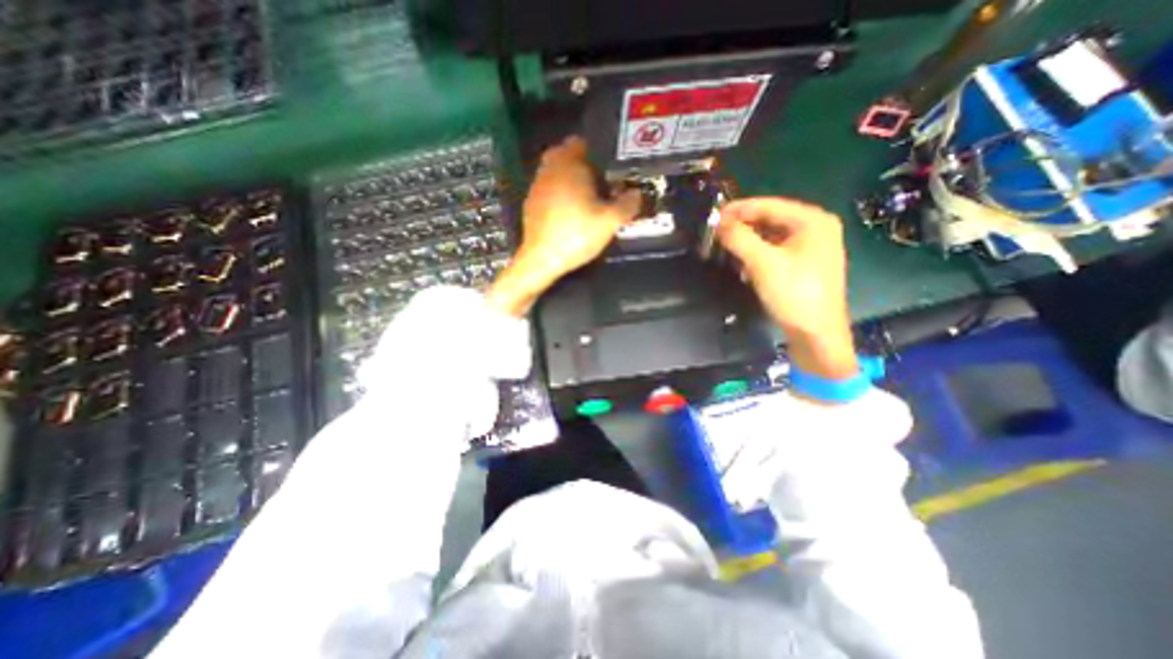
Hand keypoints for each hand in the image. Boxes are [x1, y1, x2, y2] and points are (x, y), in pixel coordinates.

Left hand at [483, 136, 637, 315]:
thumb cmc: (576, 235)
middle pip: (565, 154)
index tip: (608, 165)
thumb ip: (628, 204)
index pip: (580, 142)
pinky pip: (547, 188)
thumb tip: (637, 194)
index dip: (596, 150)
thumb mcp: (609, 222)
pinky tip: (568, 211)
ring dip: (568, 177)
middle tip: (598, 180)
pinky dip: (558, 192)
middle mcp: (549, 170)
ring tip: (585, 196)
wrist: (542, 259)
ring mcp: (536, 186)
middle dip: (581, 163)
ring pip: (554, 171)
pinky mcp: (530, 204)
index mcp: (569, 166)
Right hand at [714, 198, 854, 378]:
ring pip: (771, 236)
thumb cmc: (794, 294)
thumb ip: (739, 238)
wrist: (816, 334)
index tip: (713, 216)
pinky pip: (775, 251)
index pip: (769, 205)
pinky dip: (757, 254)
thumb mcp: (763, 263)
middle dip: (742, 226)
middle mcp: (815, 228)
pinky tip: (743, 264)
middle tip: (716, 233)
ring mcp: (811, 248)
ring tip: (725, 247)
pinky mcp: (803, 265)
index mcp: (812, 221)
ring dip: (748, 241)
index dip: (739, 209)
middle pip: (770, 219)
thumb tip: (718, 222)